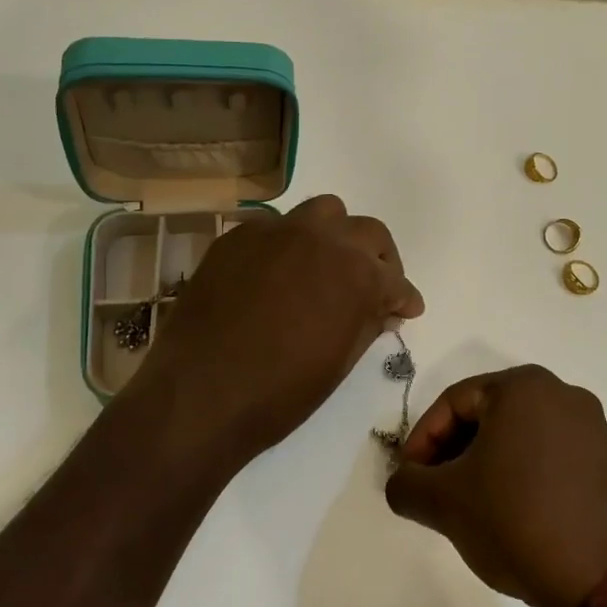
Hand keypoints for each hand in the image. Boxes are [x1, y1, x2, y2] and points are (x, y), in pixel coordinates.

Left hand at [124, 195, 422, 464]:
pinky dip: (288, 245)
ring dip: (333, 236)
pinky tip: (277, 274)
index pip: (395, 279)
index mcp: (358, 273)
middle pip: (367, 232)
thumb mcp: (340, 363)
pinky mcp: (238, 236)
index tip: (406, 309)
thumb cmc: (281, 392)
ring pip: (322, 212)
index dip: (404, 298)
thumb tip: (383, 309)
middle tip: (373, 285)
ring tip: (325, 266)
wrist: (200, 394)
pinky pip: (275, 227)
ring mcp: (277, 231)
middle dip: (378, 258)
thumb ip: (368, 324)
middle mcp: (323, 238)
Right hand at [384, 365, 606, 606]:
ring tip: (468, 506)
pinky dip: (518, 473)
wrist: (606, 578)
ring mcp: (589, 425)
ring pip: (516, 435)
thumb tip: (403, 483)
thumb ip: (407, 485)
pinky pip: (546, 453)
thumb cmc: (517, 520)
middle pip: (486, 415)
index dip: (421, 440)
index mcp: (522, 386)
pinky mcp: (606, 459)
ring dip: (483, 465)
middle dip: (452, 452)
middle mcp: (560, 392)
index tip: (409, 479)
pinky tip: (508, 512)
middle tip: (434, 491)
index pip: (453, 403)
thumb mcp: (444, 503)